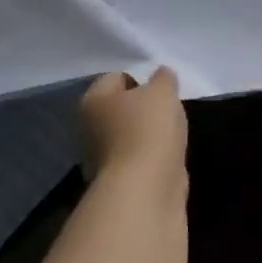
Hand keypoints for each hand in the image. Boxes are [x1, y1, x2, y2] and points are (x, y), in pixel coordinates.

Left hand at [79, 68, 187, 199]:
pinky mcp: (118, 179)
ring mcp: (101, 156)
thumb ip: (163, 78)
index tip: (162, 88)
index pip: (115, 77)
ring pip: (129, 133)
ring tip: (172, 132)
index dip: (140, 78)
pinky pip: (137, 156)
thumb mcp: (163, 91)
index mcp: (93, 100)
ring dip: (148, 132)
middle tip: (168, 108)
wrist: (145, 187)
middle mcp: (89, 127)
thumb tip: (161, 76)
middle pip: (120, 107)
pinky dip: (152, 155)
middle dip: (143, 107)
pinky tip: (168, 154)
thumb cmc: (149, 128)